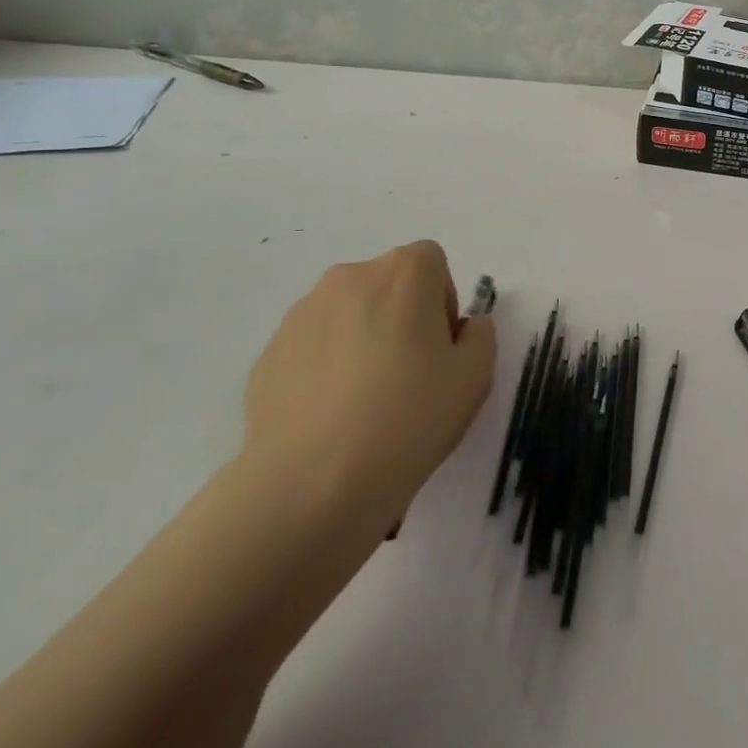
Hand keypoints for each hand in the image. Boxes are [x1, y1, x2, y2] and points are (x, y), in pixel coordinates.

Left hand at [243, 241, 495, 543]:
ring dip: (361, 340)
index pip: (432, 263)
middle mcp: (349, 277)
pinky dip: (325, 370)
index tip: (440, 349)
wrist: (313, 484)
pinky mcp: (267, 354)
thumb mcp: (475, 376)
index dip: (442, 302)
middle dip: (401, 317)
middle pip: (387, 284)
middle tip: (408, 376)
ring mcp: (301, 314)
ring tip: (365, 403)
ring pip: (346, 315)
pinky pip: (311, 349)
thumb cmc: (409, 418)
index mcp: (403, 272)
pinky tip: (331, 419)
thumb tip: (464, 327)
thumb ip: (480, 335)